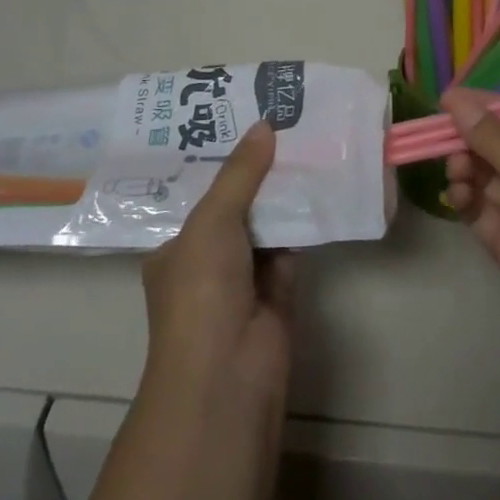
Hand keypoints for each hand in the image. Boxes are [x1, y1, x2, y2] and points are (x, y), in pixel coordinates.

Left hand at [141, 120, 294, 413]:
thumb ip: (239, 173)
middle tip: (284, 124)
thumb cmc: (201, 291)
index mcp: (176, 248)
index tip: (246, 123)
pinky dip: (306, 221)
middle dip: (258, 172)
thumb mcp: (212, 221)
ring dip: (284, 193)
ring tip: (307, 141)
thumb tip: (264, 124)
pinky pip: (293, 245)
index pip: (200, 195)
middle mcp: (207, 263)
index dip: (222, 161)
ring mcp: (244, 280)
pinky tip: (323, 184)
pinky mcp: (279, 293)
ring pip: (267, 225)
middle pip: (237, 207)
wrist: (228, 376)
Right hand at [443, 87, 499, 399]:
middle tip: (444, 144)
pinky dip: (463, 198)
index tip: (445, 100)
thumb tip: (456, 99)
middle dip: (468, 139)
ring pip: (482, 173)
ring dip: (464, 167)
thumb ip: (499, 143)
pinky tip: (457, 198)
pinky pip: (477, 208)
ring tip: (457, 177)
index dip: (483, 105)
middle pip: (495, 142)